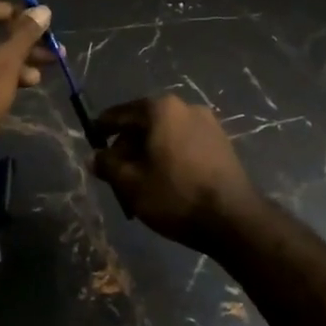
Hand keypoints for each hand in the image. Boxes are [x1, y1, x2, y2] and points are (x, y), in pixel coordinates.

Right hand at [92, 95, 264, 252]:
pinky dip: (170, 157)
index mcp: (160, 109)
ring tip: (140, 183)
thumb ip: (108, 165)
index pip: (120, 113)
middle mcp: (185, 107)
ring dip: (149, 154)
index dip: (102, 128)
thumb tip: (95, 157)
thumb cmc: (175, 195)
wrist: (234, 218)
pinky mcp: (222, 143)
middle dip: (127, 147)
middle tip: (116, 173)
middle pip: (144, 124)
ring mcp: (208, 123)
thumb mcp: (131, 183)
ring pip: (165, 135)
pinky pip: (184, 144)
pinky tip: (166, 181)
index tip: (91, 141)